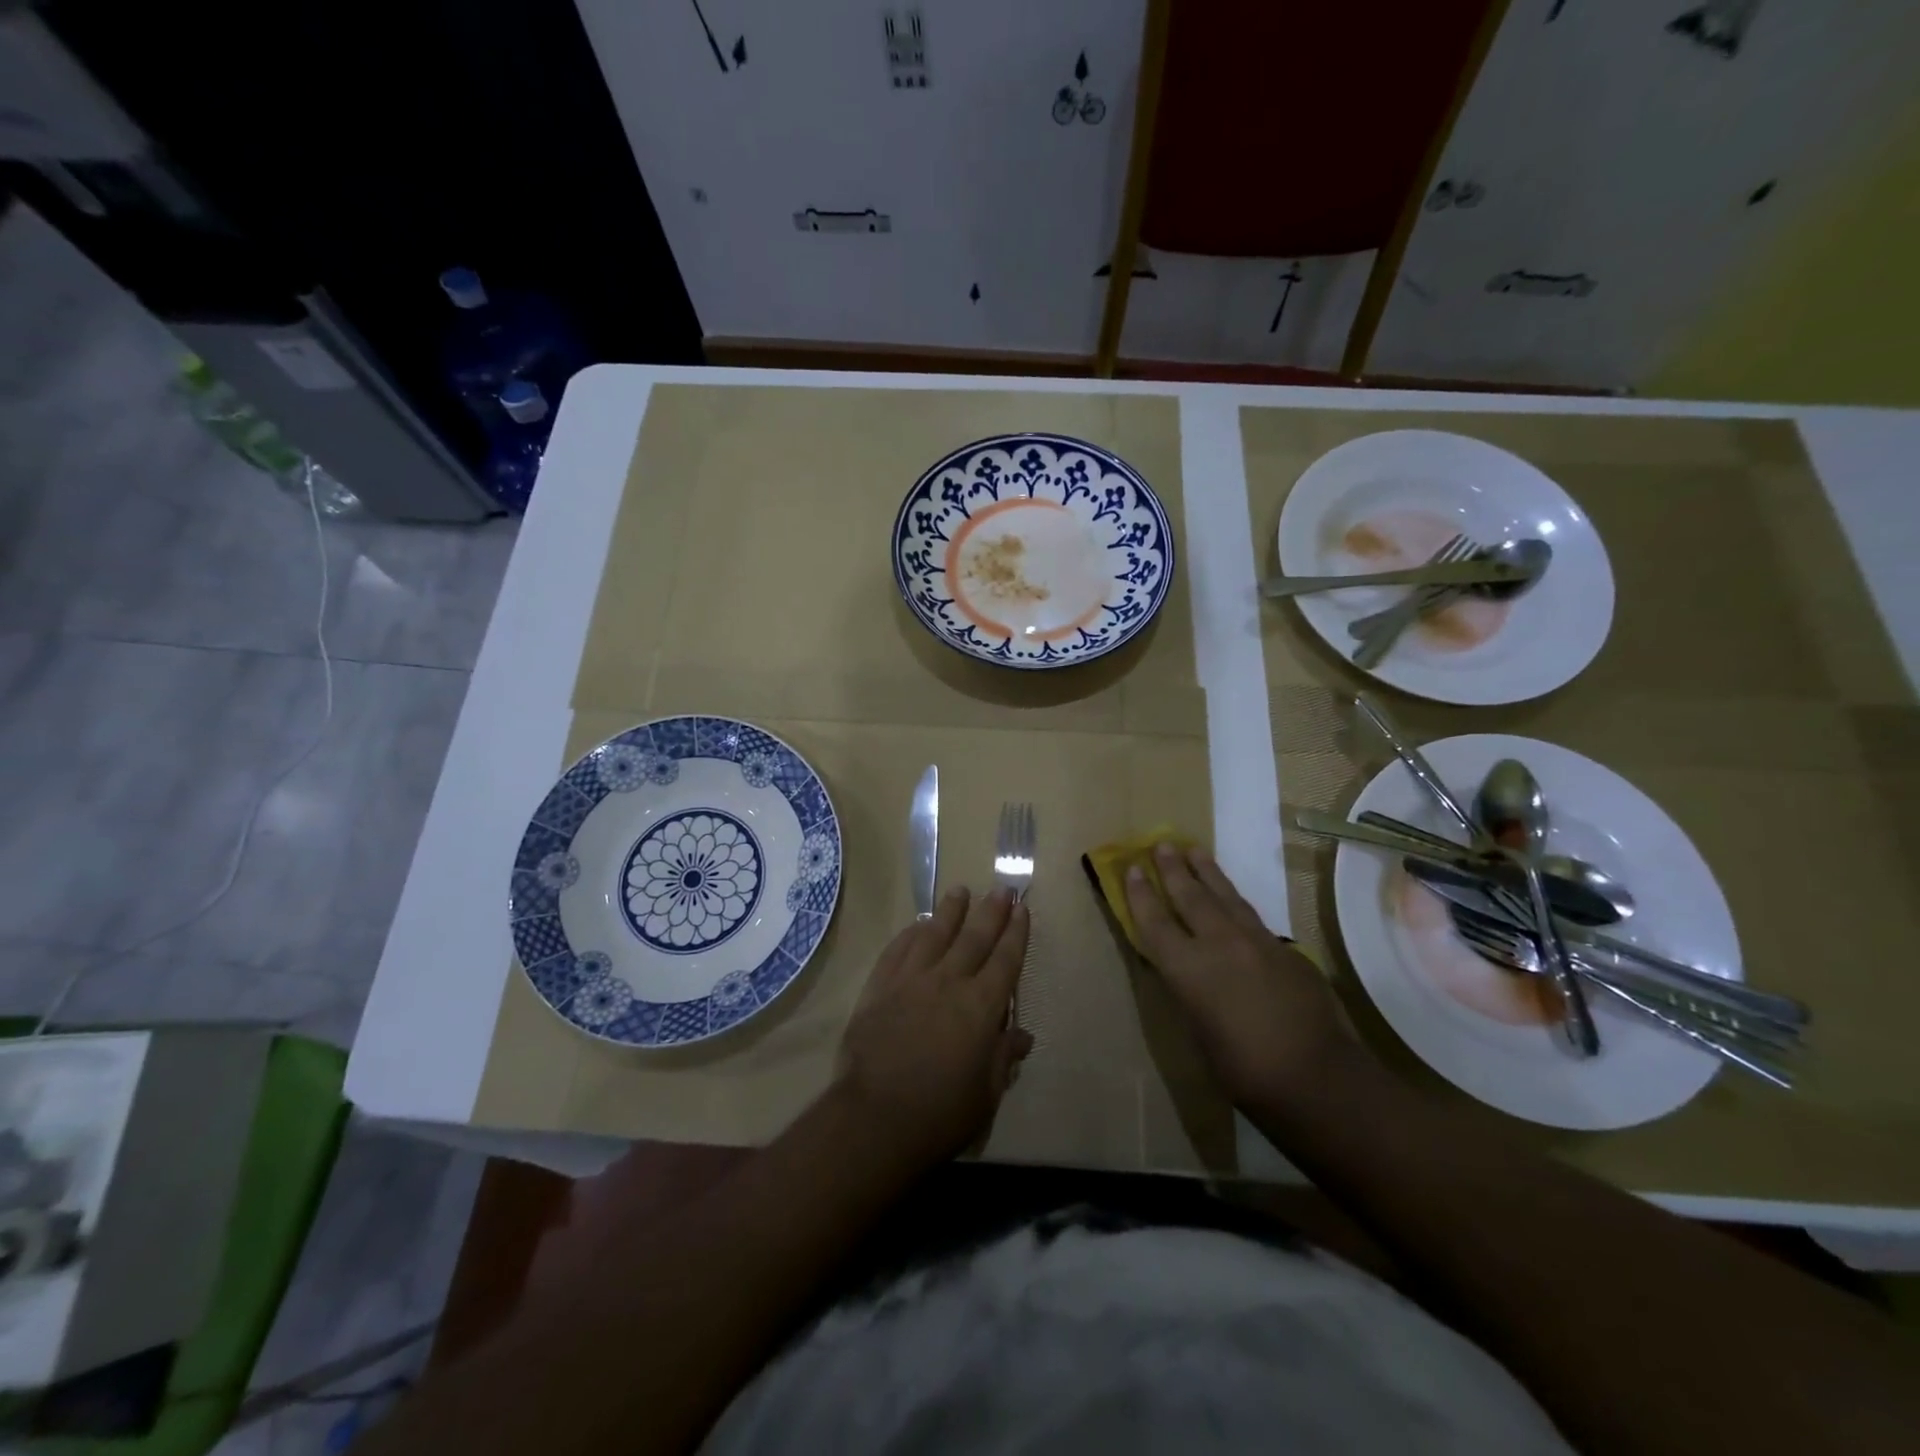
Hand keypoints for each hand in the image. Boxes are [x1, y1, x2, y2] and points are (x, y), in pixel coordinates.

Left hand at [835, 887, 1033, 1169]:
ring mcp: (911, 980)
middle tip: (1001, 888)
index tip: (1022, 908)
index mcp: (981, 1006)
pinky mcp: (880, 987)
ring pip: (935, 934)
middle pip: (974, 937)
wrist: (874, 1118)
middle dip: (991, 911)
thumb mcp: (985, 1093)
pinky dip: (910, 933)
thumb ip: (1003, 1057)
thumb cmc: (939, 1113)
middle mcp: (949, 982)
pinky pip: (898, 949)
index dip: (1016, 933)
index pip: (1006, 960)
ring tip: (960, 891)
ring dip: (950, 911)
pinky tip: (917, 924)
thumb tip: (1022, 1034)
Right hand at [1124, 842, 1352, 1108]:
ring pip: (1226, 897)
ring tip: (1195, 851)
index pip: (1155, 922)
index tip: (1131, 868)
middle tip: (1162, 844)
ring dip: (1207, 873)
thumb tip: (1186, 971)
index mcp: (1189, 970)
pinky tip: (1233, 901)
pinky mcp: (1287, 950)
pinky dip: (1235, 902)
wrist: (1320, 1078)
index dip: (1140, 894)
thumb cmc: (1245, 1071)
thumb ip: (1189, 992)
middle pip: (1190, 897)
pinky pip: (1252, 917)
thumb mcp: (1199, 1033)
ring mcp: (1258, 942)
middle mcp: (1220, 944)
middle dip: (1173, 869)